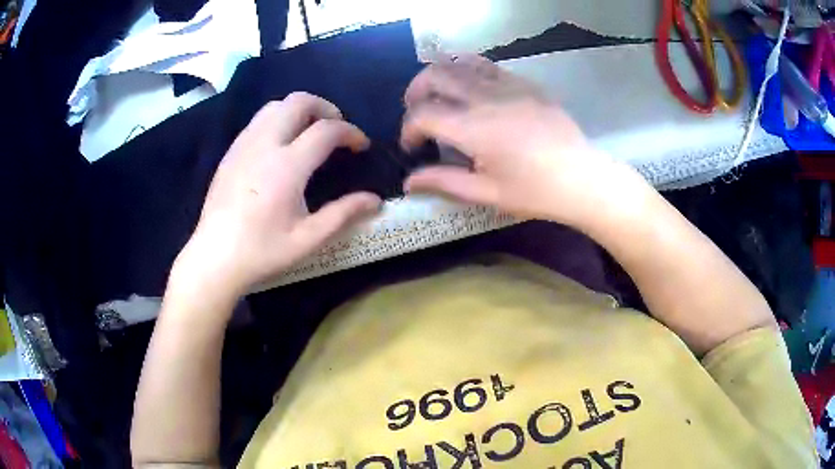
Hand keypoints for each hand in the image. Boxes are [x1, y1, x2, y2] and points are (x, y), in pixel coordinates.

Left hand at [170, 93, 381, 305]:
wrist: (214, 258)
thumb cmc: (262, 251)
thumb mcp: (308, 239)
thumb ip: (344, 214)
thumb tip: (376, 200)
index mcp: (287, 166)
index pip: (326, 130)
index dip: (351, 132)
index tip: (361, 146)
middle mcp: (265, 145)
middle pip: (298, 102)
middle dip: (325, 108)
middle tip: (336, 129)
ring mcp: (244, 145)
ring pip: (275, 106)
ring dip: (299, 110)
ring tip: (309, 132)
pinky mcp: (231, 152)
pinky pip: (258, 121)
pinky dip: (278, 120)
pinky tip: (281, 145)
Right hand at [401, 55, 646, 226]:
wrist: (582, 178)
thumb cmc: (535, 191)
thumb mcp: (486, 192)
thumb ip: (443, 182)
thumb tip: (409, 182)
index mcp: (473, 127)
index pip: (422, 114)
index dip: (408, 129)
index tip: (412, 148)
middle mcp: (485, 97)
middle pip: (435, 75)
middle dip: (416, 92)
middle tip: (417, 113)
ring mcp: (507, 84)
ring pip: (460, 62)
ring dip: (440, 75)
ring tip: (439, 95)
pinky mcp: (524, 83)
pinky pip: (487, 66)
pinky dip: (468, 72)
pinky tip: (472, 91)